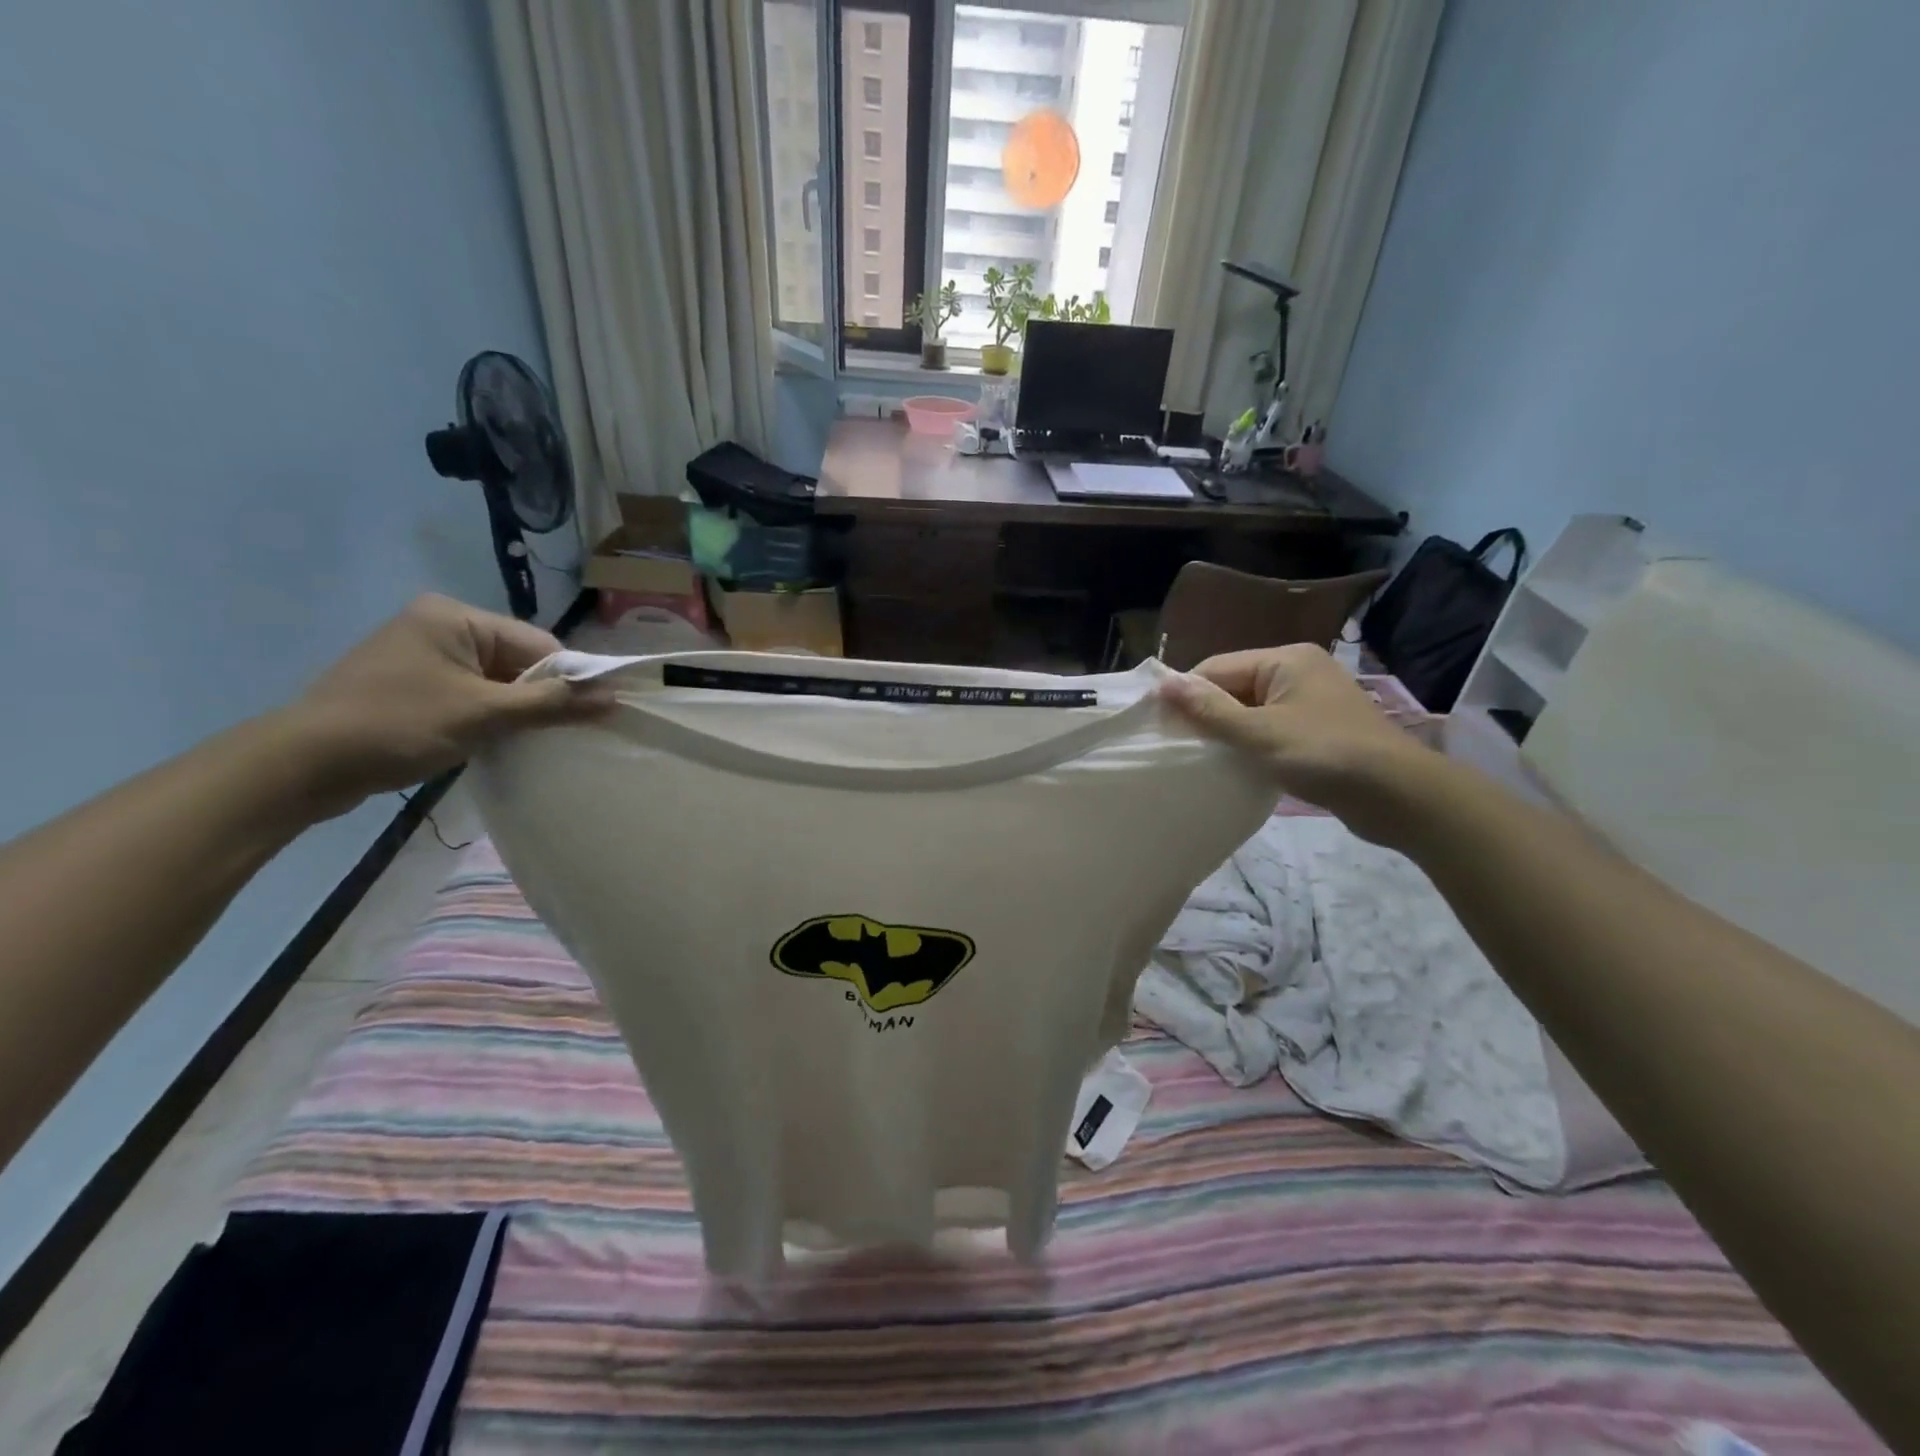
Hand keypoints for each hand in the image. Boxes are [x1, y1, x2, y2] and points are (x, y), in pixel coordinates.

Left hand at [279, 595, 611, 817]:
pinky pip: (469, 694)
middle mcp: (440, 625)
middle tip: (556, 734)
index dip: (567, 679)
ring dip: (514, 711)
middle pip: (518, 661)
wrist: (301, 765)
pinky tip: (493, 741)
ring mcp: (422, 655)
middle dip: (539, 697)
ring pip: (495, 681)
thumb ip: (552, 704)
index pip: (538, 644)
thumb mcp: (484, 714)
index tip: (587, 716)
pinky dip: (487, 716)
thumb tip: (613, 698)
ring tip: (526, 741)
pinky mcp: (411, 684)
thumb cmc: (398, 726)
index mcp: (456, 617)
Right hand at [1161, 644, 1433, 841]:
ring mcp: (1310, 701)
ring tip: (1202, 759)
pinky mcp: (1318, 729)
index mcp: (1284, 660)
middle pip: (1233, 687)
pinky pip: (1270, 728)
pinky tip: (1236, 765)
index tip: (1160, 727)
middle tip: (1179, 748)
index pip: (1216, 668)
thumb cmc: (1326, 755)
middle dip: (1206, 715)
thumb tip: (1163, 684)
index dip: (1186, 695)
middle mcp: (1297, 672)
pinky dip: (1251, 744)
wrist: (1401, 796)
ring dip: (1227, 733)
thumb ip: (1209, 710)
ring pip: (1250, 710)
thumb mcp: (1259, 733)